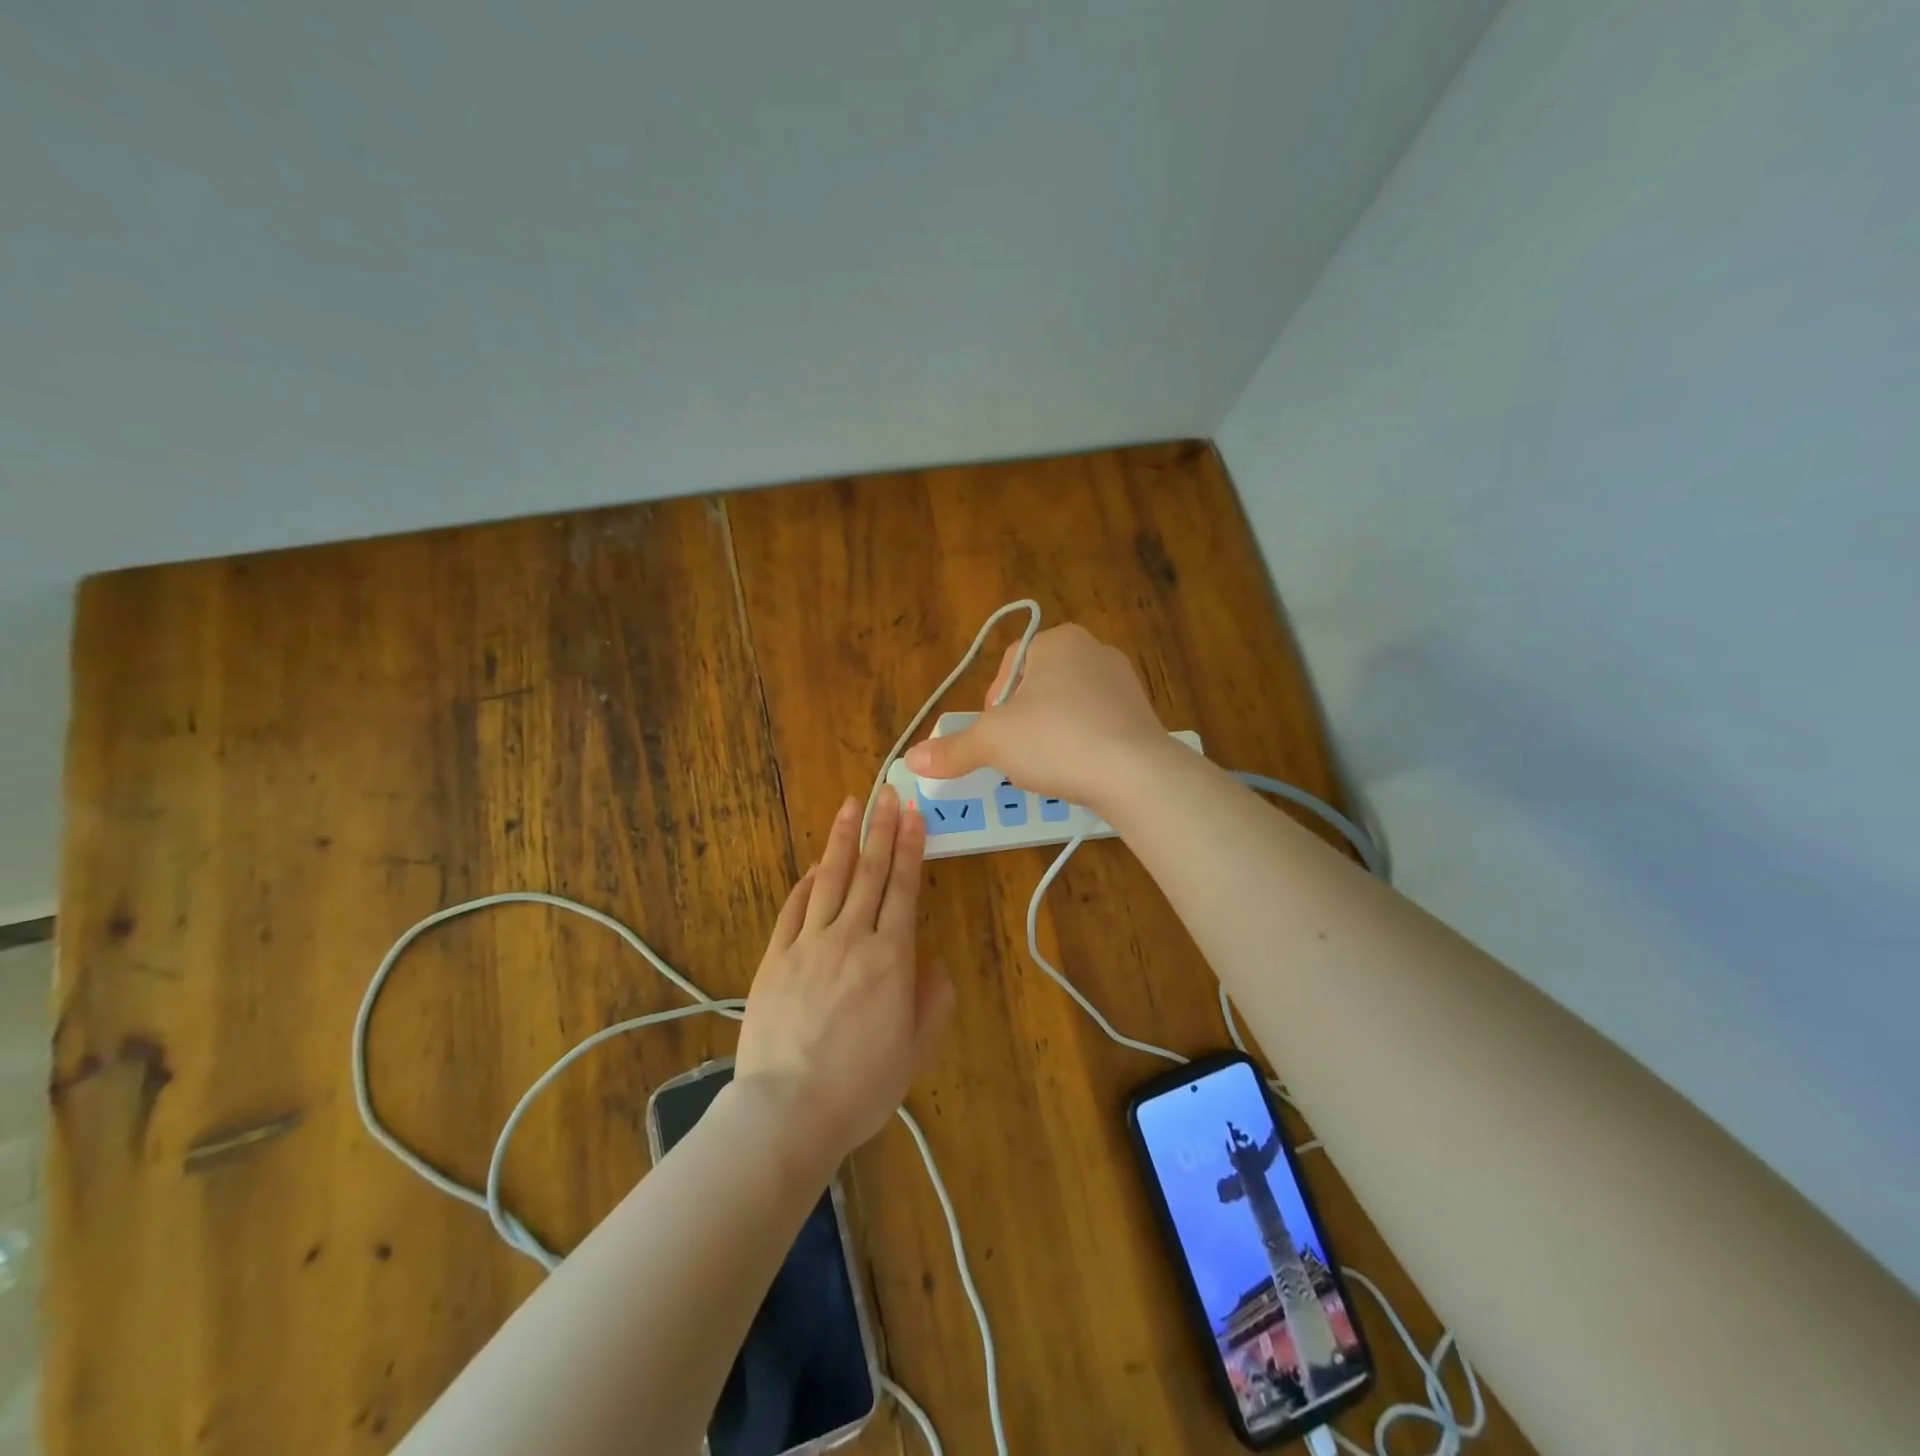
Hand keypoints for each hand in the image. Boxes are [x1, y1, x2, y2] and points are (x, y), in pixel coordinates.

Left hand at [734, 787, 951, 1165]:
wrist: (787, 1111)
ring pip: (830, 879)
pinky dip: (807, 882)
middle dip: (881, 829)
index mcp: (891, 958)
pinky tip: (816, 865)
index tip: (913, 814)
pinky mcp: (775, 957)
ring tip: (852, 806)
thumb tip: (933, 964)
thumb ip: (933, 1001)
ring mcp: (808, 943)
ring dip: (843, 840)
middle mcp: (851, 938)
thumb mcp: (915, 1050)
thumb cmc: (861, 1086)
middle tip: (888, 792)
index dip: (910, 848)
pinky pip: (794, 908)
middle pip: (869, 872)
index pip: (903, 888)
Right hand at [902, 623, 1170, 810]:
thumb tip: (910, 760)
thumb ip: (952, 749)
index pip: (1010, 664)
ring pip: (1069, 708)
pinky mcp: (1143, 716)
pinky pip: (1099, 727)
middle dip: (1022, 721)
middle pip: (1039, 686)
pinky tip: (1078, 772)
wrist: (1135, 774)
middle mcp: (1094, 651)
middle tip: (1016, 754)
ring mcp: (1125, 683)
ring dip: (1051, 735)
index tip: (994, 734)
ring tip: (1046, 768)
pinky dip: (1082, 746)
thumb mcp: (992, 743)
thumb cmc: (1055, 740)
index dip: (993, 701)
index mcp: (1058, 641)